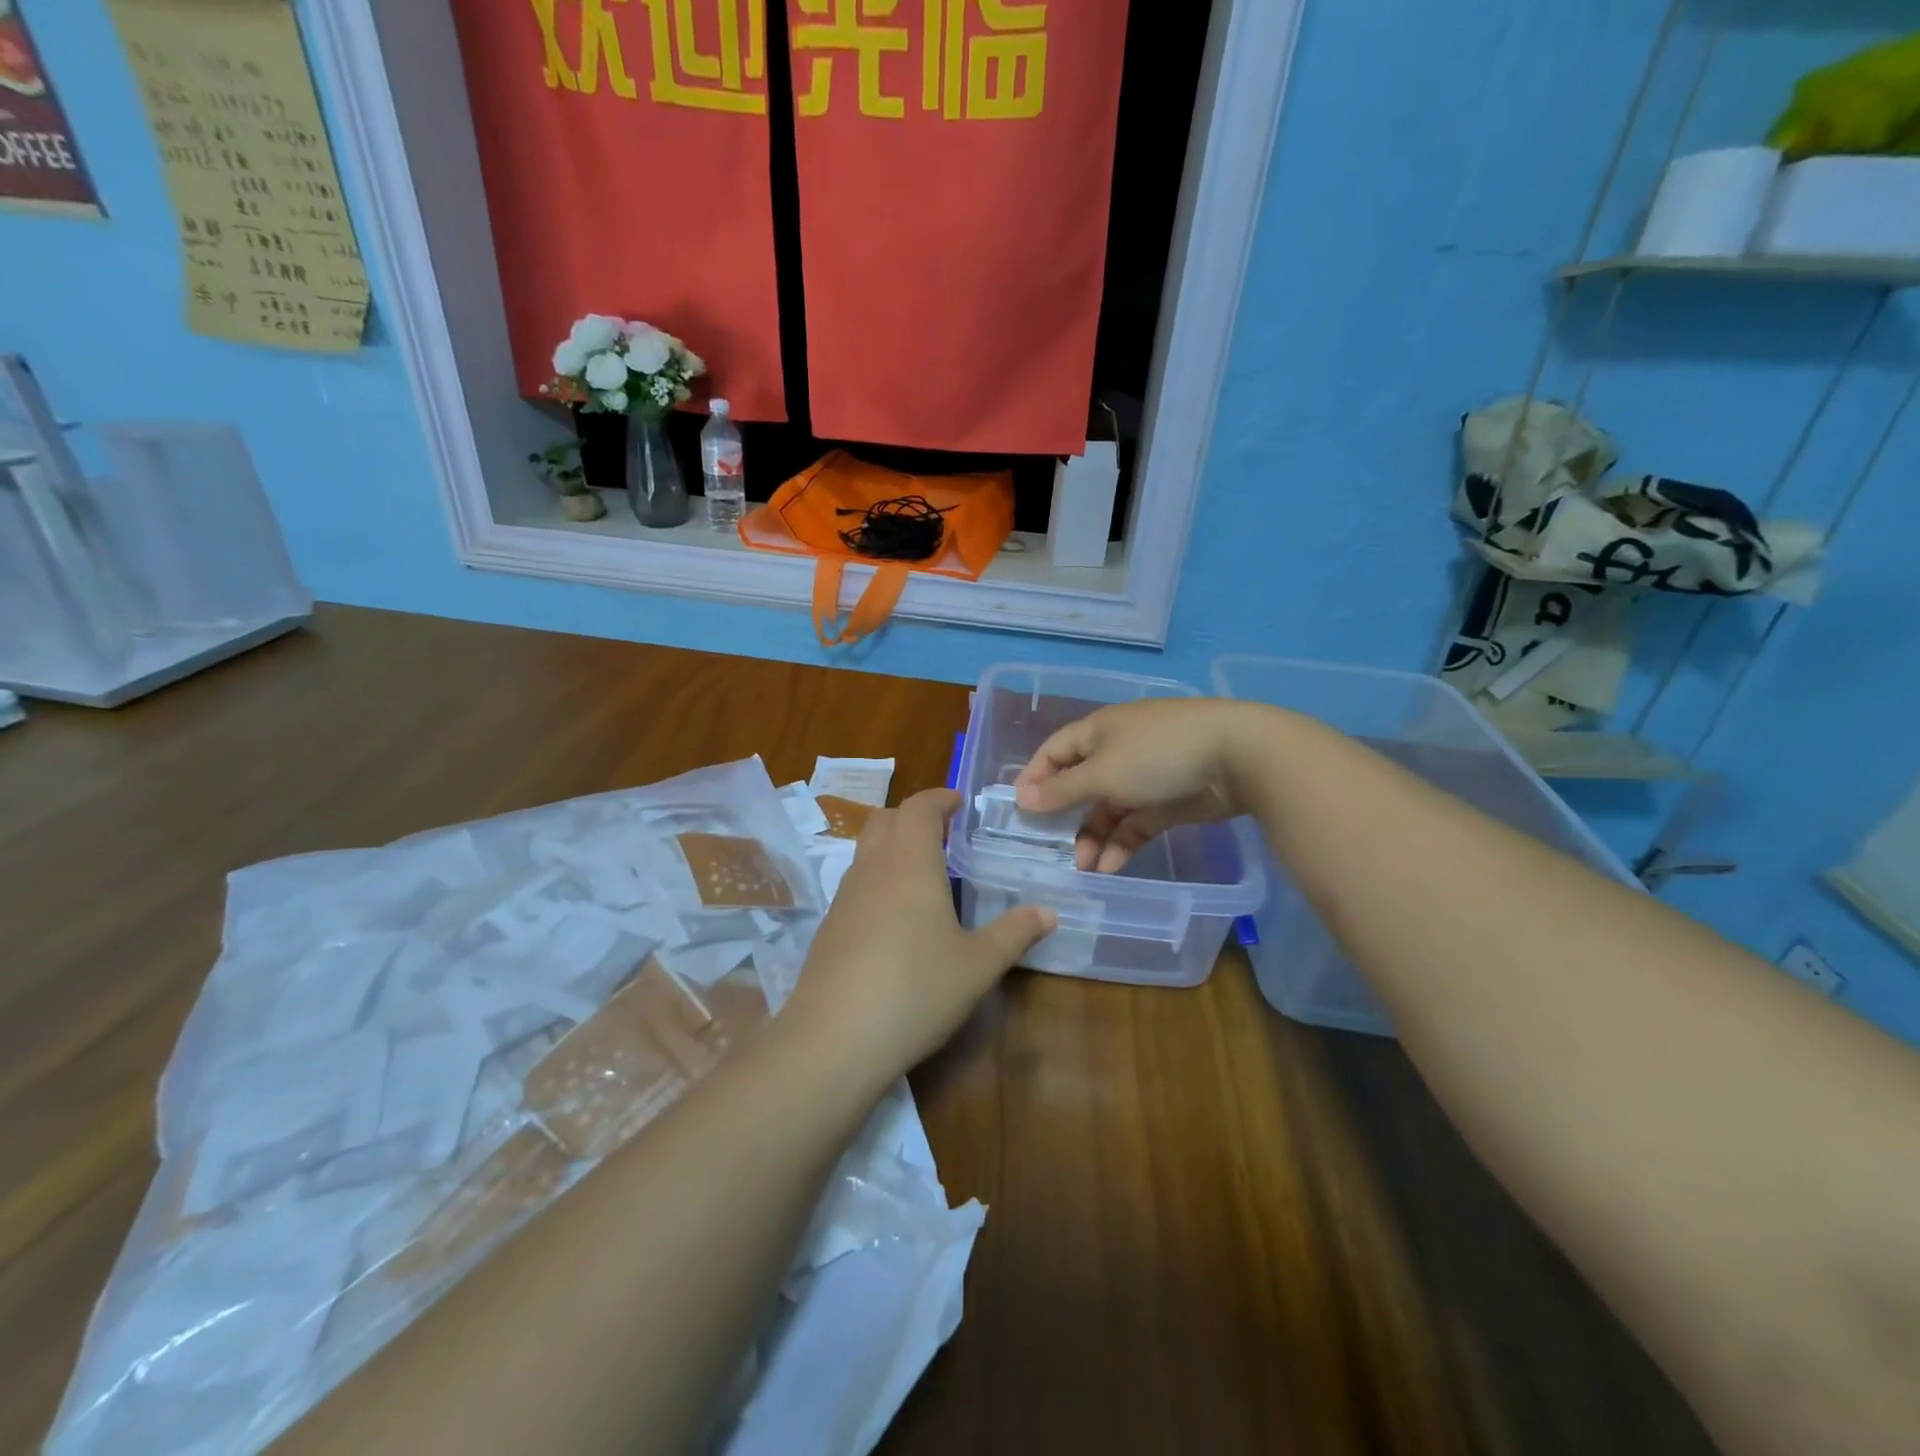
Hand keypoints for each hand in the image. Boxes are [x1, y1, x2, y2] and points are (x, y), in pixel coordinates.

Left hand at [781, 788, 1055, 1088]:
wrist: (835, 1039)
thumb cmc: (917, 989)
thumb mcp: (978, 965)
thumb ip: (1014, 933)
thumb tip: (1048, 912)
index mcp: (910, 862)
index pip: (919, 807)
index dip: (939, 799)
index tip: (959, 803)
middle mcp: (872, 868)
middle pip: (885, 819)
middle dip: (912, 817)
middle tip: (943, 834)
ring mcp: (844, 897)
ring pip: (865, 850)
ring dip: (892, 846)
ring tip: (923, 873)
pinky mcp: (829, 927)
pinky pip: (855, 883)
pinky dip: (877, 879)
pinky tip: (896, 918)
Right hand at [1014, 699, 1272, 872]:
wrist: (1240, 755)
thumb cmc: (1158, 754)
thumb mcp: (1104, 773)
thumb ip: (1063, 790)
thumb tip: (1023, 799)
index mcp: (1098, 732)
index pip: (1055, 751)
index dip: (1035, 777)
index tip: (1020, 811)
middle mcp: (1118, 751)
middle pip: (1081, 784)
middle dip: (1066, 817)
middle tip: (1052, 849)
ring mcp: (1146, 776)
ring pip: (1109, 809)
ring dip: (1094, 837)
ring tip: (1085, 868)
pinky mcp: (1171, 800)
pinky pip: (1137, 822)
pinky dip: (1122, 843)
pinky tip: (1110, 867)